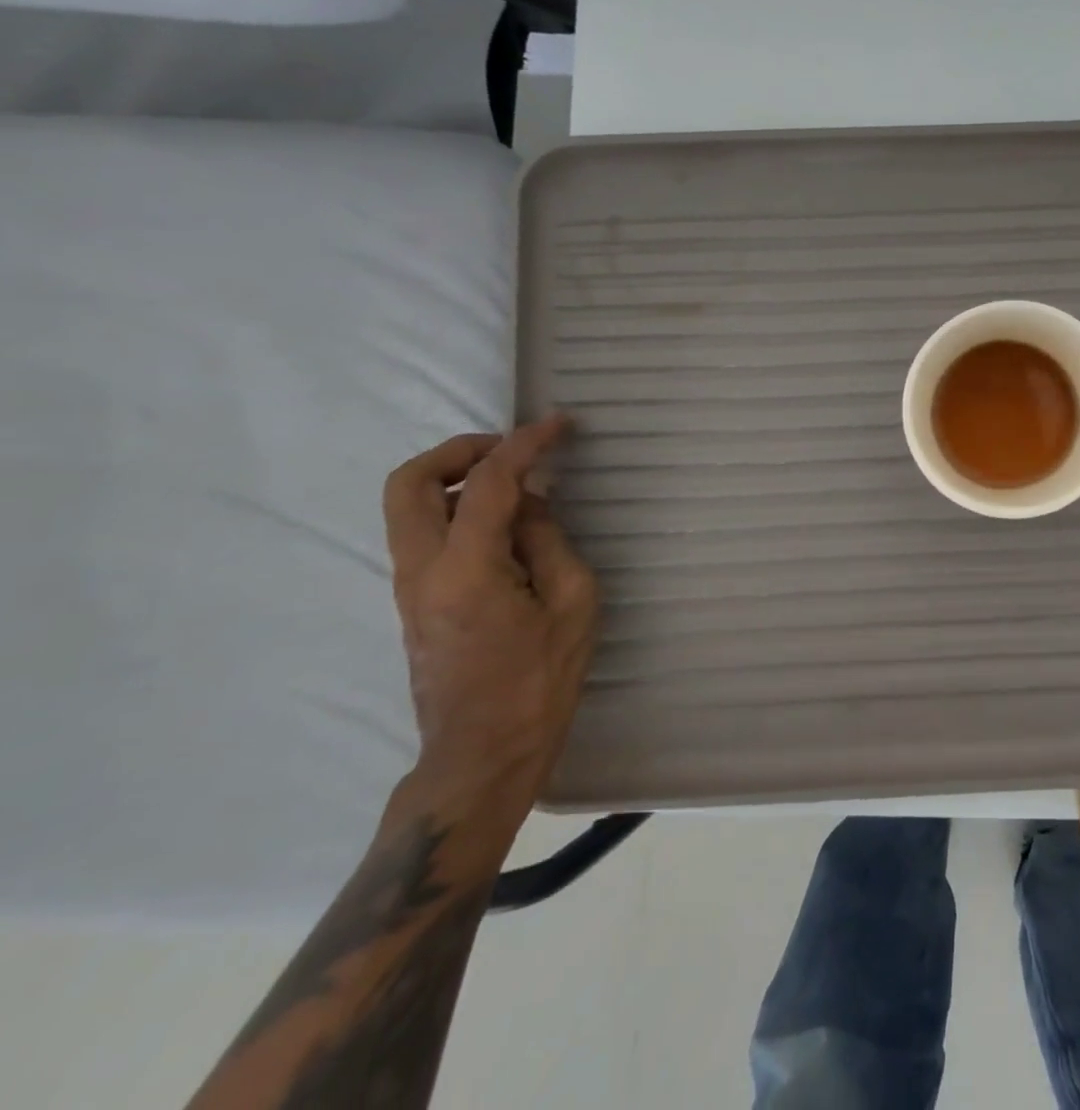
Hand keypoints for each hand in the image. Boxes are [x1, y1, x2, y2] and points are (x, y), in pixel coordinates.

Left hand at [383, 417, 600, 820]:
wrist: (483, 753)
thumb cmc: (540, 681)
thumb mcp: (572, 604)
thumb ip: (548, 542)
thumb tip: (529, 506)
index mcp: (466, 569)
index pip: (489, 483)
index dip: (524, 445)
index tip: (558, 425)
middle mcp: (421, 570)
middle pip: (410, 483)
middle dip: (458, 450)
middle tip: (510, 449)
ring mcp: (409, 587)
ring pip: (408, 506)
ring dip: (454, 478)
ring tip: (512, 481)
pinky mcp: (414, 601)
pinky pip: (423, 532)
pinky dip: (455, 506)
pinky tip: (504, 521)